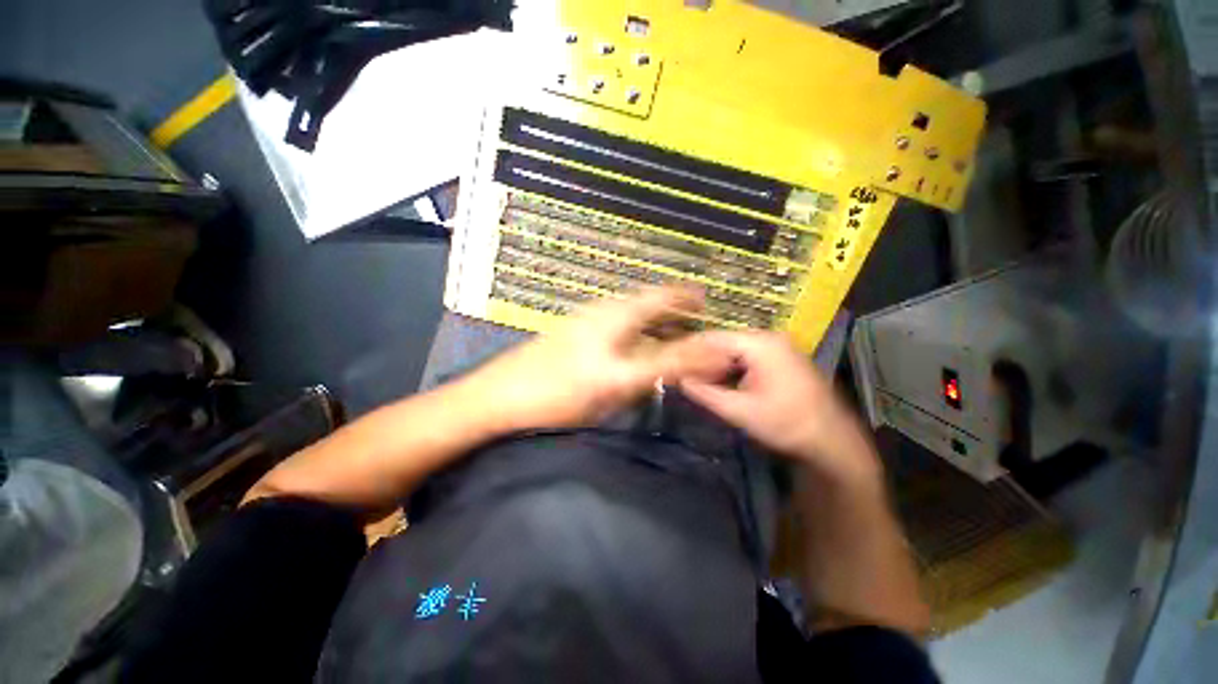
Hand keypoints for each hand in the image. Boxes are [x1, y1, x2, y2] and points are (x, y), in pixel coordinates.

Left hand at [457, 286, 732, 432]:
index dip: (687, 297)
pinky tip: (634, 347)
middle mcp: (601, 311)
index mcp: (614, 315)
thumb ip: (668, 365)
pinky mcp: (573, 336)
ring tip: (671, 333)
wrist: (498, 398)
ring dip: (653, 320)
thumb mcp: (620, 380)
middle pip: (645, 302)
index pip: (661, 296)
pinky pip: (615, 326)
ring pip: (630, 314)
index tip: (706, 300)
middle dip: (672, 308)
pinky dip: (635, 332)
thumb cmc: (560, 390)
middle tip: (694, 318)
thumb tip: (711, 354)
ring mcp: (584, 323)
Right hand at [678, 331, 880, 482]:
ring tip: (695, 376)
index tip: (671, 359)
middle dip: (702, 357)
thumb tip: (679, 379)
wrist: (832, 440)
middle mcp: (769, 338)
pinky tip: (720, 380)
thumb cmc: (786, 423)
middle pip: (724, 341)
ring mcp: (778, 347)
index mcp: (760, 344)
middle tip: (681, 370)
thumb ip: (705, 393)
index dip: (690, 348)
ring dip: (716, 363)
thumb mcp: (739, 410)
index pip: (714, 337)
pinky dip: (732, 367)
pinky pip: (748, 356)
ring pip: (735, 349)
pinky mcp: (781, 358)